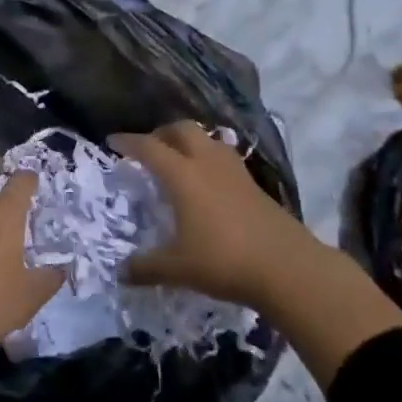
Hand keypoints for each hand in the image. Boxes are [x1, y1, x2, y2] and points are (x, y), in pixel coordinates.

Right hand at [113, 121, 314, 308]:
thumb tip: (120, 272)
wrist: (288, 268)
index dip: (128, 142)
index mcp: (183, 176)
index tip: (112, 142)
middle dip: (161, 133)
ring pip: (207, 139)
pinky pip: (223, 157)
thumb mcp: (178, 268)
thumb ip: (146, 267)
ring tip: (177, 160)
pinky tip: (206, 182)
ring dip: (188, 142)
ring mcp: (234, 171)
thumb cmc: (225, 261)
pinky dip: (207, 158)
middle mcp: (207, 164)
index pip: (149, 147)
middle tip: (148, 149)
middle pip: (182, 130)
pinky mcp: (253, 184)